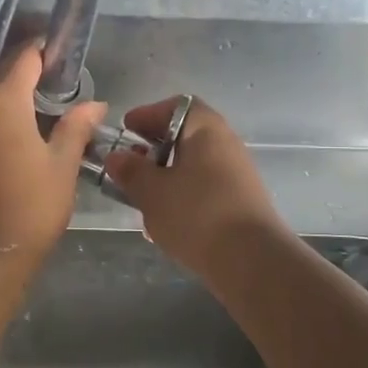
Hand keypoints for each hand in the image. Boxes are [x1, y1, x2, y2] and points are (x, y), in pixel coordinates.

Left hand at [0, 45, 107, 263]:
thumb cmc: (30, 206)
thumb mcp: (62, 165)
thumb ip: (76, 127)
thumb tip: (95, 103)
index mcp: (4, 101)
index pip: (25, 58)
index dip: (45, 51)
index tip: (61, 52)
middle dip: (25, 67)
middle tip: (53, 74)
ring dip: (6, 89)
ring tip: (36, 96)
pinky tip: (13, 122)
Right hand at [103, 98, 286, 276]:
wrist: (251, 261)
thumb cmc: (196, 214)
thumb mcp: (152, 191)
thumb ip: (130, 171)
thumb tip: (116, 157)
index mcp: (206, 130)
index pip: (177, 106)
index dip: (149, 115)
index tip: (126, 131)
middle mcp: (226, 145)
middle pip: (186, 135)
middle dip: (154, 149)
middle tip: (129, 166)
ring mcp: (237, 175)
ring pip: (194, 165)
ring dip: (166, 176)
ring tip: (142, 197)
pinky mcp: (240, 203)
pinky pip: (204, 189)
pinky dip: (182, 196)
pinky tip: (166, 220)